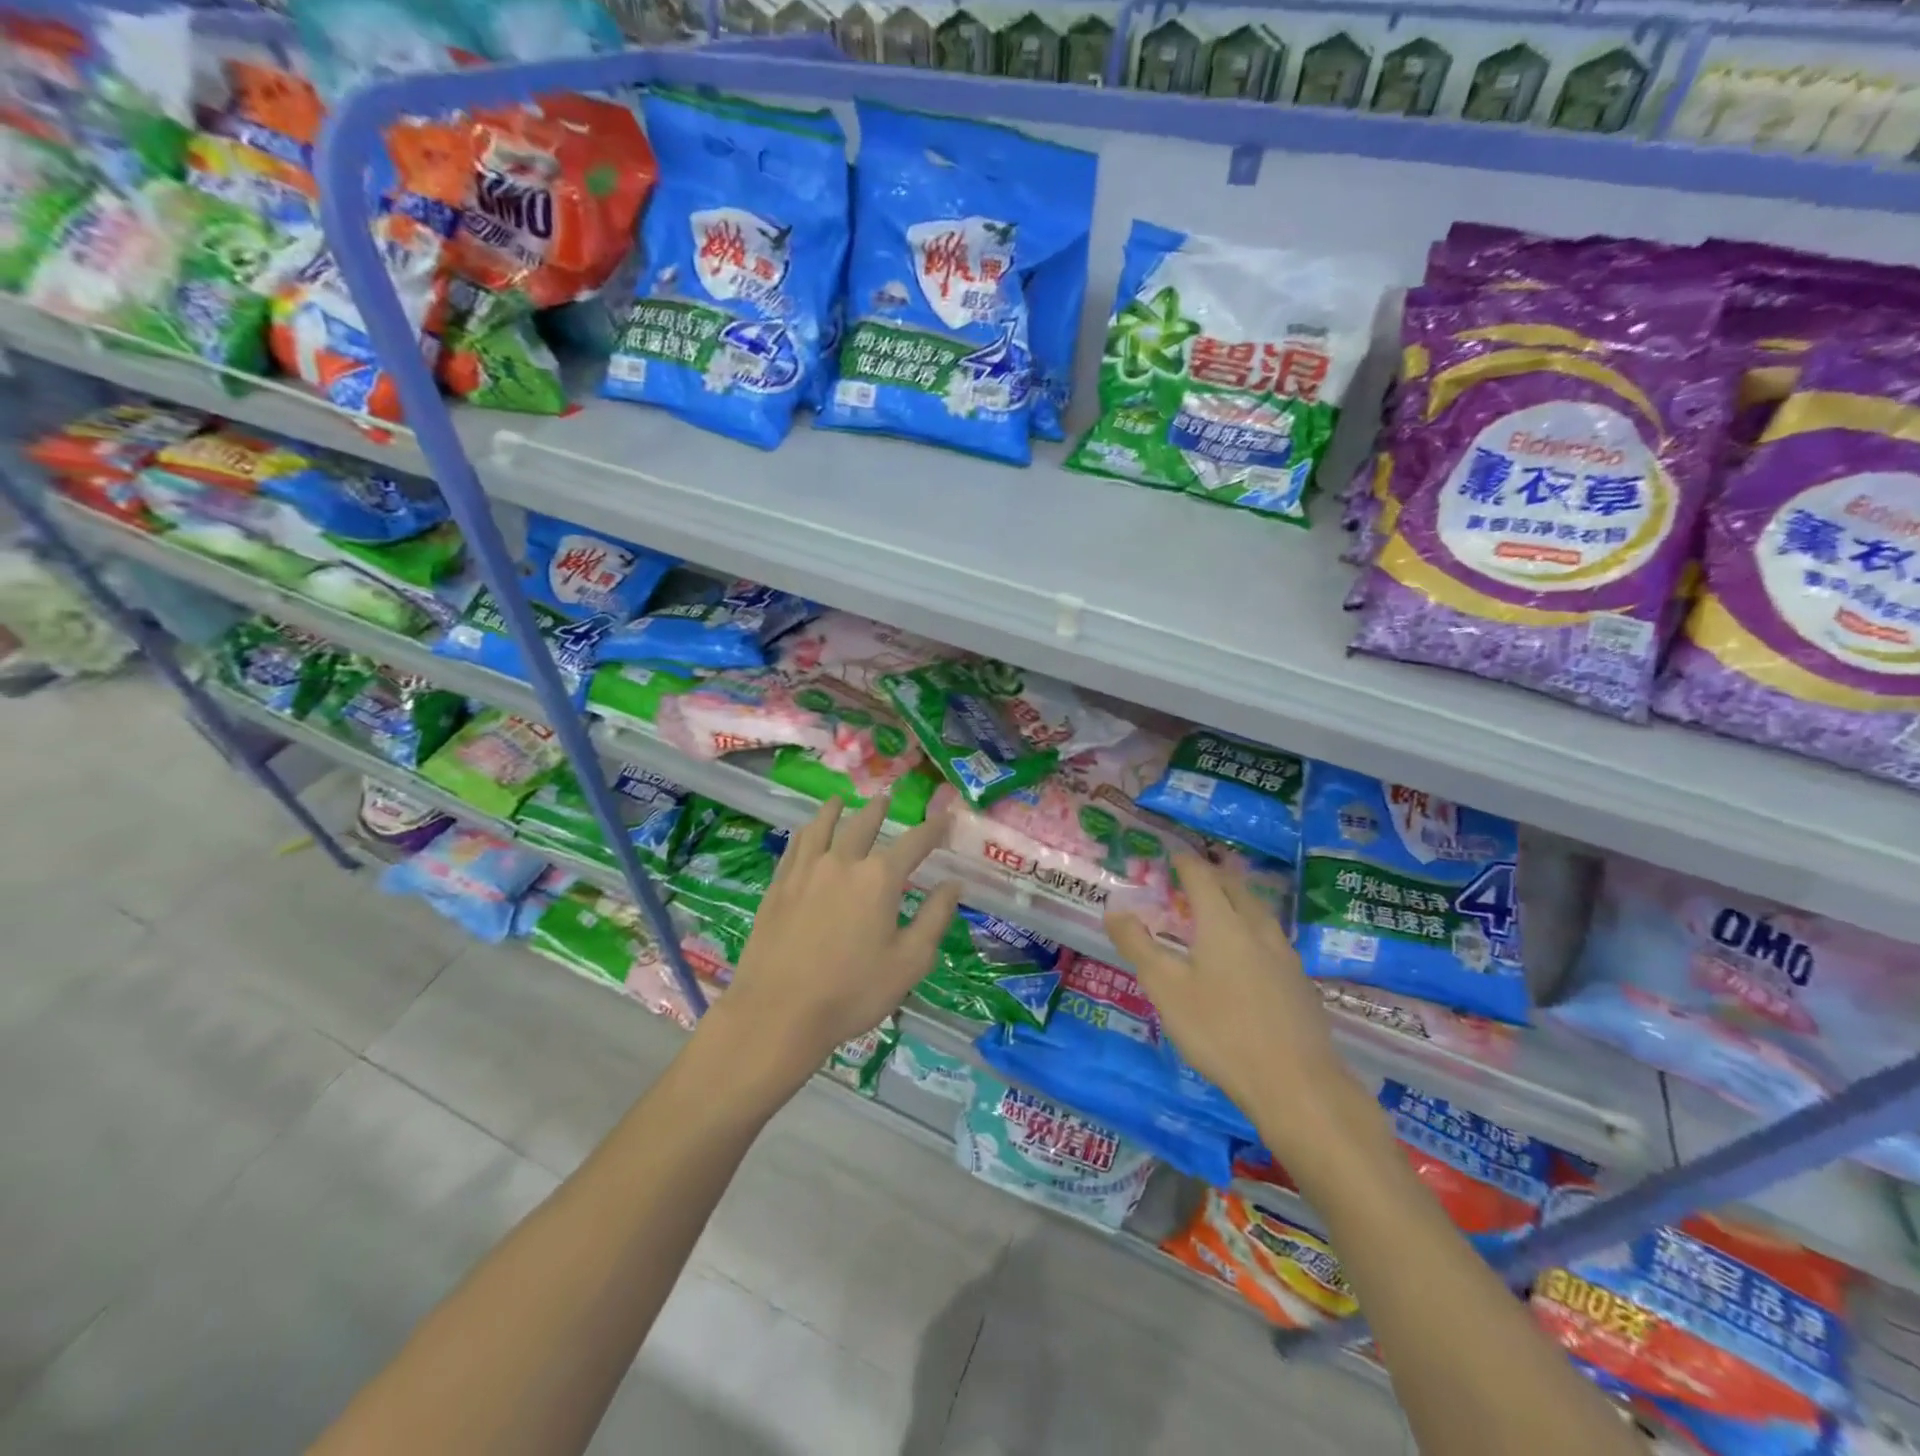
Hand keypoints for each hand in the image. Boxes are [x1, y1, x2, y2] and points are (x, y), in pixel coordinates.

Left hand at [703, 795, 961, 1097]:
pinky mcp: (779, 885)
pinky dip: (806, 831)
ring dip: (836, 810)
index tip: (944, 817)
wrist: (778, 1012)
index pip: (914, 843)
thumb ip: (934, 918)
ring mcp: (806, 870)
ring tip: (841, 799)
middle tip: (887, 799)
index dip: (932, 829)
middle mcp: (843, 862)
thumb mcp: (909, 962)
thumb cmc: (853, 992)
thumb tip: (953, 884)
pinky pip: (795, 846)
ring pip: (823, 827)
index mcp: (880, 878)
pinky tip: (806, 832)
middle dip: (879, 811)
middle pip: (864, 825)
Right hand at [1105, 853, 1351, 1133]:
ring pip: (1259, 914)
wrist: (1297, 1084)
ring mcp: (1285, 957)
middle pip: (1236, 890)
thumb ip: (1138, 945)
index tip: (1174, 856)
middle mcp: (1258, 930)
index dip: (1186, 864)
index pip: (1202, 879)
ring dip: (1238, 901)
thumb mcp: (1166, 988)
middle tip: (1196, 876)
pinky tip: (1251, 953)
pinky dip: (1254, 930)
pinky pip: (1272, 940)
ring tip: (1224, 907)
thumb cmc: (1221, 1031)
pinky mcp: (1300, 984)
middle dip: (1215, 877)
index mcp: (1223, 924)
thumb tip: (1115, 910)